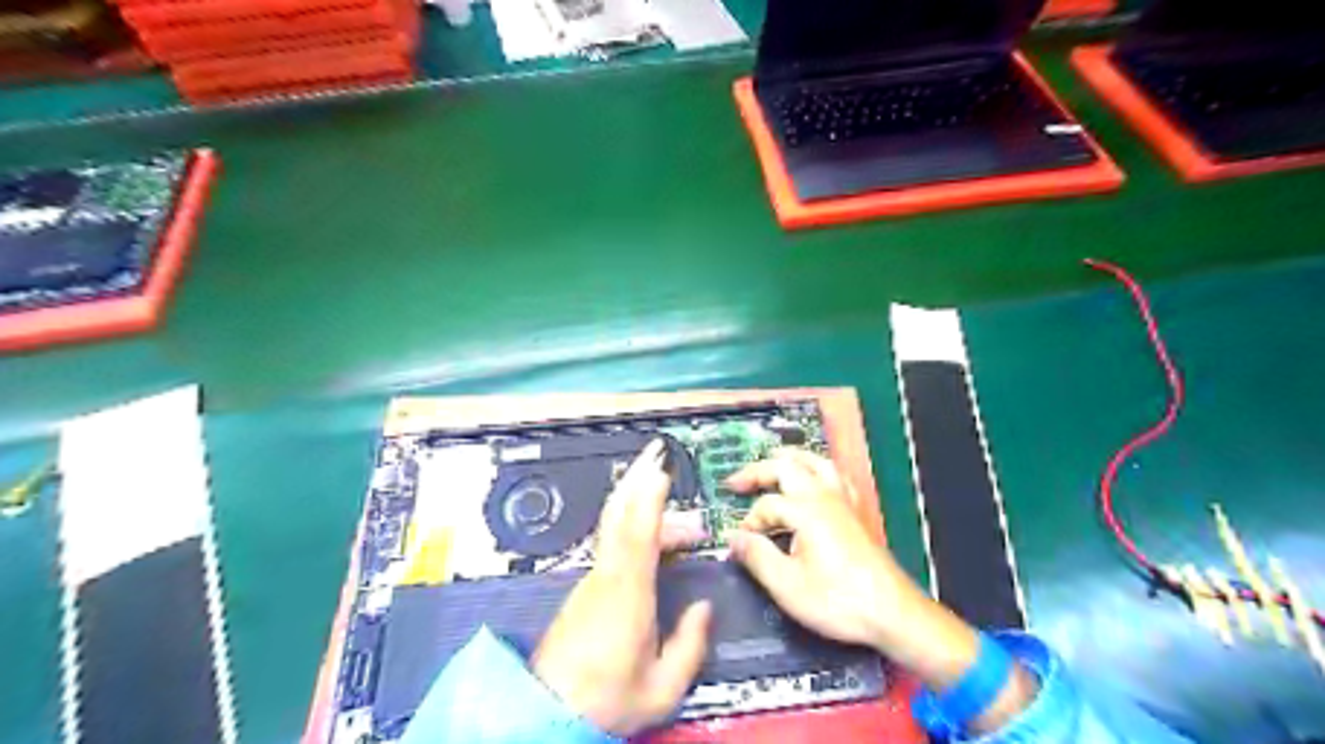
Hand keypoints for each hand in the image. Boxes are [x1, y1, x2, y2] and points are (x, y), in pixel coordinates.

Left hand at [532, 439, 708, 734]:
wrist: (547, 713)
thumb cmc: (607, 700)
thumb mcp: (661, 688)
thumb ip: (690, 646)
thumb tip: (703, 607)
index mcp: (627, 595)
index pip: (639, 533)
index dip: (650, 497)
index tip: (662, 470)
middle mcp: (606, 576)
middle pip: (618, 514)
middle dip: (637, 478)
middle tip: (656, 453)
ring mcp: (592, 579)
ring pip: (616, 527)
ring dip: (641, 505)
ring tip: (673, 504)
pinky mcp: (586, 588)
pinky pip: (612, 542)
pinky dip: (633, 525)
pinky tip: (652, 533)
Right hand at [721, 447, 922, 649]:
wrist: (892, 613)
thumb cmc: (838, 600)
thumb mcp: (787, 585)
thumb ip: (757, 557)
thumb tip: (735, 538)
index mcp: (806, 510)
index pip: (767, 505)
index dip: (750, 521)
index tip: (740, 542)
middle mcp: (825, 497)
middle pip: (788, 467)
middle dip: (758, 471)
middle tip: (736, 482)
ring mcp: (844, 502)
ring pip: (816, 463)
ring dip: (791, 458)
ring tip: (773, 460)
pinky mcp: (857, 513)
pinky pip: (836, 476)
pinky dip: (819, 469)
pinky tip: (815, 479)